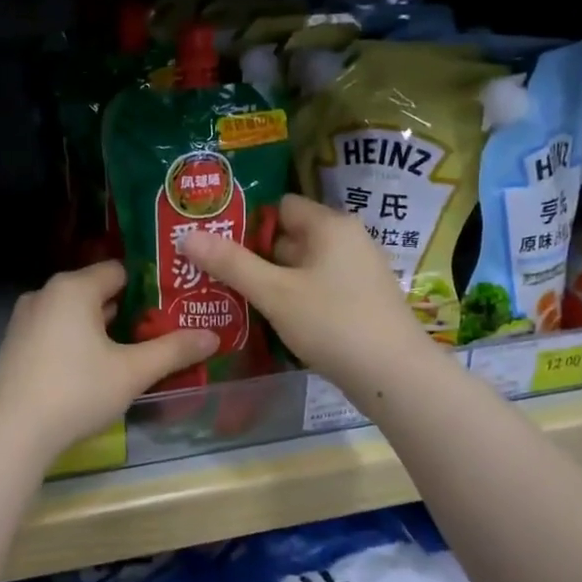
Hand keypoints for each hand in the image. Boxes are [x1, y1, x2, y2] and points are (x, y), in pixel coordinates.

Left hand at [0, 263, 216, 462]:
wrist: (10, 433)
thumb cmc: (76, 391)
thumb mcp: (132, 372)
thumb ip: (174, 350)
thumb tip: (213, 336)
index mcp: (73, 288)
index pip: (120, 270)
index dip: (151, 286)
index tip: (176, 306)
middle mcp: (45, 294)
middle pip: (98, 292)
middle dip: (131, 311)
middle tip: (163, 331)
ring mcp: (25, 320)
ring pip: (76, 315)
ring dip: (105, 330)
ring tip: (136, 352)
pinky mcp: (15, 346)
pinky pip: (57, 333)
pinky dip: (79, 343)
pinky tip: (96, 371)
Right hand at [181, 193, 430, 389]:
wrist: (395, 375)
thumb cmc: (333, 322)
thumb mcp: (275, 293)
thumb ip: (231, 263)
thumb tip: (187, 235)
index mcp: (330, 225)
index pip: (281, 206)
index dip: (247, 222)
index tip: (216, 243)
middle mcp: (348, 240)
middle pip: (290, 237)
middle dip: (254, 254)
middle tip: (214, 272)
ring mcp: (358, 272)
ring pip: (302, 267)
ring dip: (272, 280)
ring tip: (233, 297)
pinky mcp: (361, 301)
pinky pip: (318, 289)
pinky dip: (294, 298)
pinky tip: (271, 319)